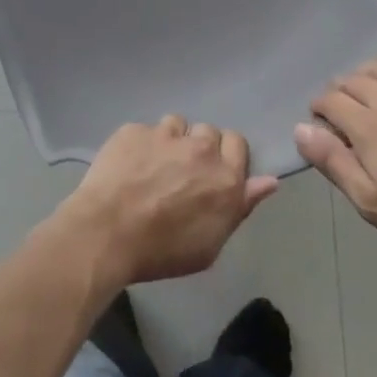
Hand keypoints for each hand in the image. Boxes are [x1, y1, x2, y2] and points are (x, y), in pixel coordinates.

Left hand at [55, 117, 279, 286]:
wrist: (107, 233)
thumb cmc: (162, 251)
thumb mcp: (211, 243)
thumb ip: (241, 205)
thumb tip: (269, 181)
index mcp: (224, 176)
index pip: (237, 143)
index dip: (227, 155)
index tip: (214, 173)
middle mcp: (200, 148)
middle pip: (208, 132)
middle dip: (199, 148)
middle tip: (182, 174)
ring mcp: (165, 134)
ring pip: (177, 125)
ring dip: (172, 141)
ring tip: (154, 166)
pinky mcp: (135, 129)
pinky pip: (146, 129)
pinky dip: (142, 144)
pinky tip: (129, 166)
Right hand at [296, 54, 376, 259]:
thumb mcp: (372, 202)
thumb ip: (334, 162)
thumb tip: (301, 129)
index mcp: (367, 125)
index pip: (328, 100)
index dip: (318, 110)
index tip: (322, 127)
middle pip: (350, 80)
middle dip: (337, 93)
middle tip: (341, 115)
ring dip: (362, 76)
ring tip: (364, 93)